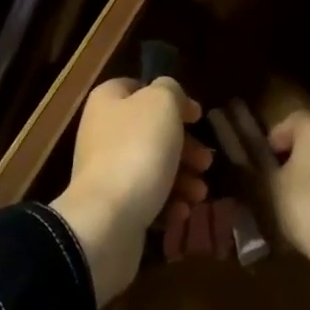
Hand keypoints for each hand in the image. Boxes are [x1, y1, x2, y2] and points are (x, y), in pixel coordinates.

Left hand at [50, 77, 210, 305]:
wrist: (106, 221)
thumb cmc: (137, 150)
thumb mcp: (162, 103)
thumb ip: (171, 91)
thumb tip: (175, 100)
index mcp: (108, 101)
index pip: (140, 88)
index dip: (171, 99)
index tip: (196, 117)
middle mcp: (103, 132)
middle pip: (151, 131)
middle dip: (185, 147)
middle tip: (206, 162)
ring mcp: (106, 171)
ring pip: (153, 166)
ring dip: (183, 178)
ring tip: (200, 193)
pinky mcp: (113, 206)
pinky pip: (146, 198)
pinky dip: (168, 203)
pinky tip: (182, 211)